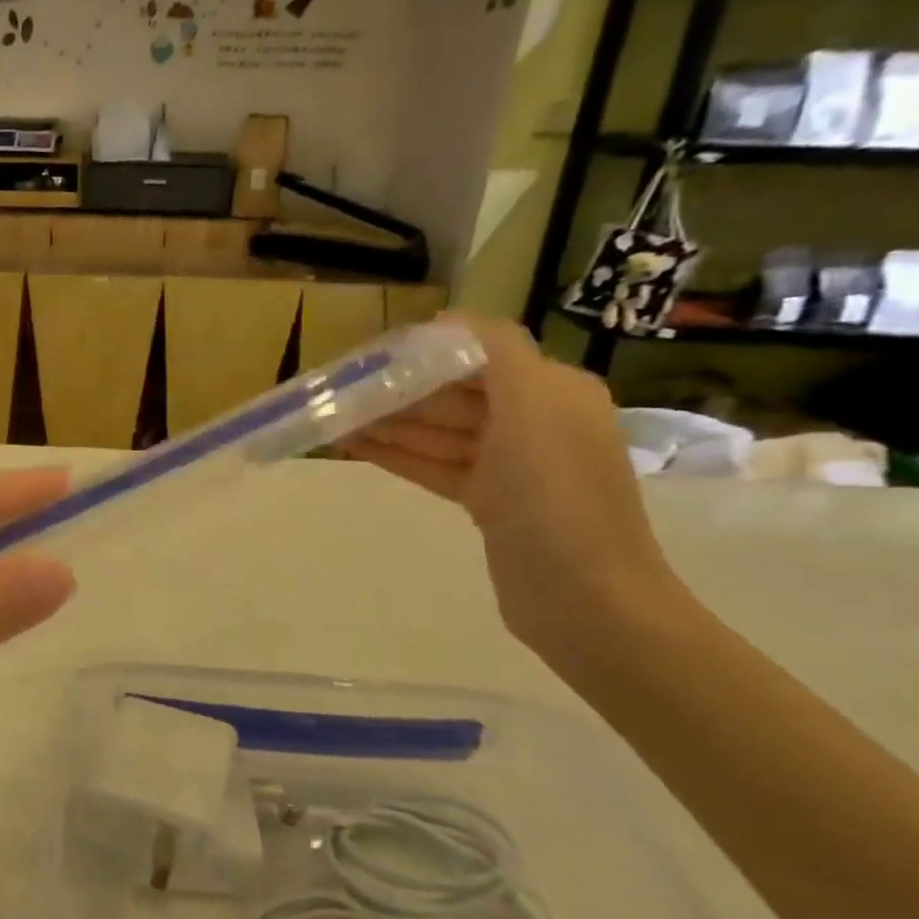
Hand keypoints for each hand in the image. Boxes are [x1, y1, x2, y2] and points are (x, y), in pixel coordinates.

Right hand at [343, 319, 685, 658]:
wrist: (585, 599)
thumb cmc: (556, 494)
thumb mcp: (534, 406)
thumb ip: (497, 351)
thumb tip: (448, 319)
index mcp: (552, 392)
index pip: (477, 356)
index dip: (424, 352)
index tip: (371, 355)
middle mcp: (533, 422)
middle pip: (453, 394)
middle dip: (399, 390)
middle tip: (340, 389)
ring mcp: (511, 466)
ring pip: (439, 432)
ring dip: (389, 423)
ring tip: (334, 418)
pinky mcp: (490, 503)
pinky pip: (436, 466)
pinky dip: (398, 455)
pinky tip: (354, 447)